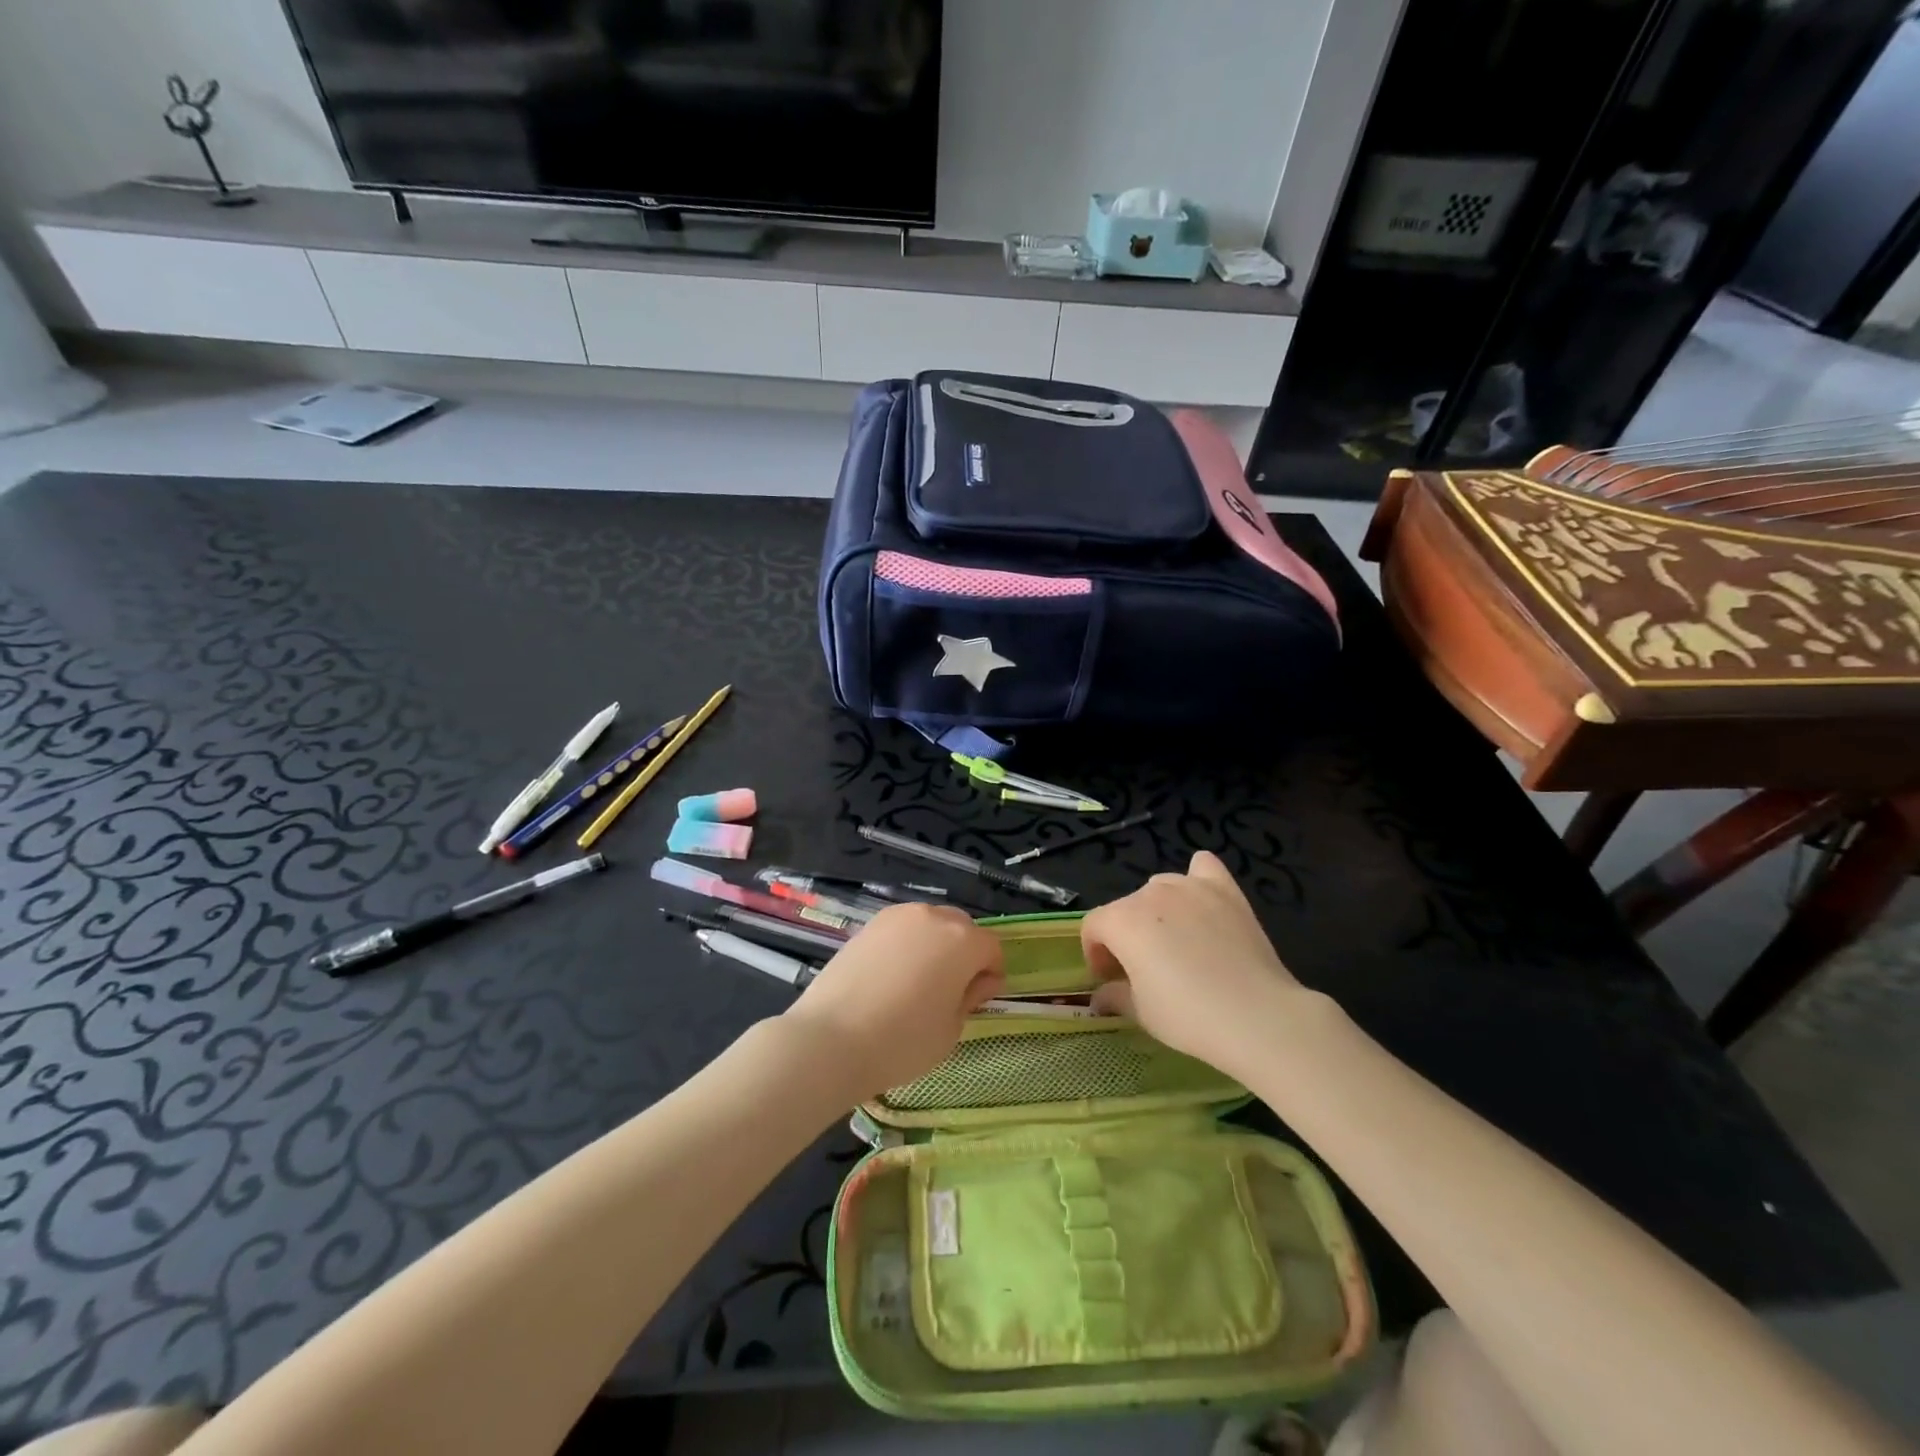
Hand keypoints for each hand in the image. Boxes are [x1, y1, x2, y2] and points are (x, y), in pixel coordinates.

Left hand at [783, 902, 1003, 1100]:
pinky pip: (901, 930)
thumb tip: (979, 981)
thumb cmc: (902, 1041)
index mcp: (962, 940)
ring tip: (918, 982)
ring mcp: (897, 917)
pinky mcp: (868, 925)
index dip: (990, 973)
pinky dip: (906, 946)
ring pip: (930, 924)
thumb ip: (970, 997)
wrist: (831, 1038)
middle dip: (964, 953)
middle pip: (961, 928)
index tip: (978, 999)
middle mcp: (932, 917)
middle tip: (950, 990)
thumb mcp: (951, 1029)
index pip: (991, 948)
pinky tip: (891, 977)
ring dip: (934, 945)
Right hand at [1082, 850, 1307, 1080]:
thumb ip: (1114, 996)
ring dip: (1157, 910)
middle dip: (1126, 935)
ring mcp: (1190, 887)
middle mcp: (1151, 893)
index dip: (1096, 953)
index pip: (1094, 926)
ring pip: (1160, 887)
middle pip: (1125, 907)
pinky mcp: (1225, 891)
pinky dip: (1197, 878)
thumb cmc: (1188, 1015)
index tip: (1110, 979)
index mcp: (1122, 921)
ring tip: (1175, 941)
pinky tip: (1202, 901)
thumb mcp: (1141, 1012)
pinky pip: (1203, 868)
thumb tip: (1101, 996)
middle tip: (1142, 969)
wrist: (1257, 1015)